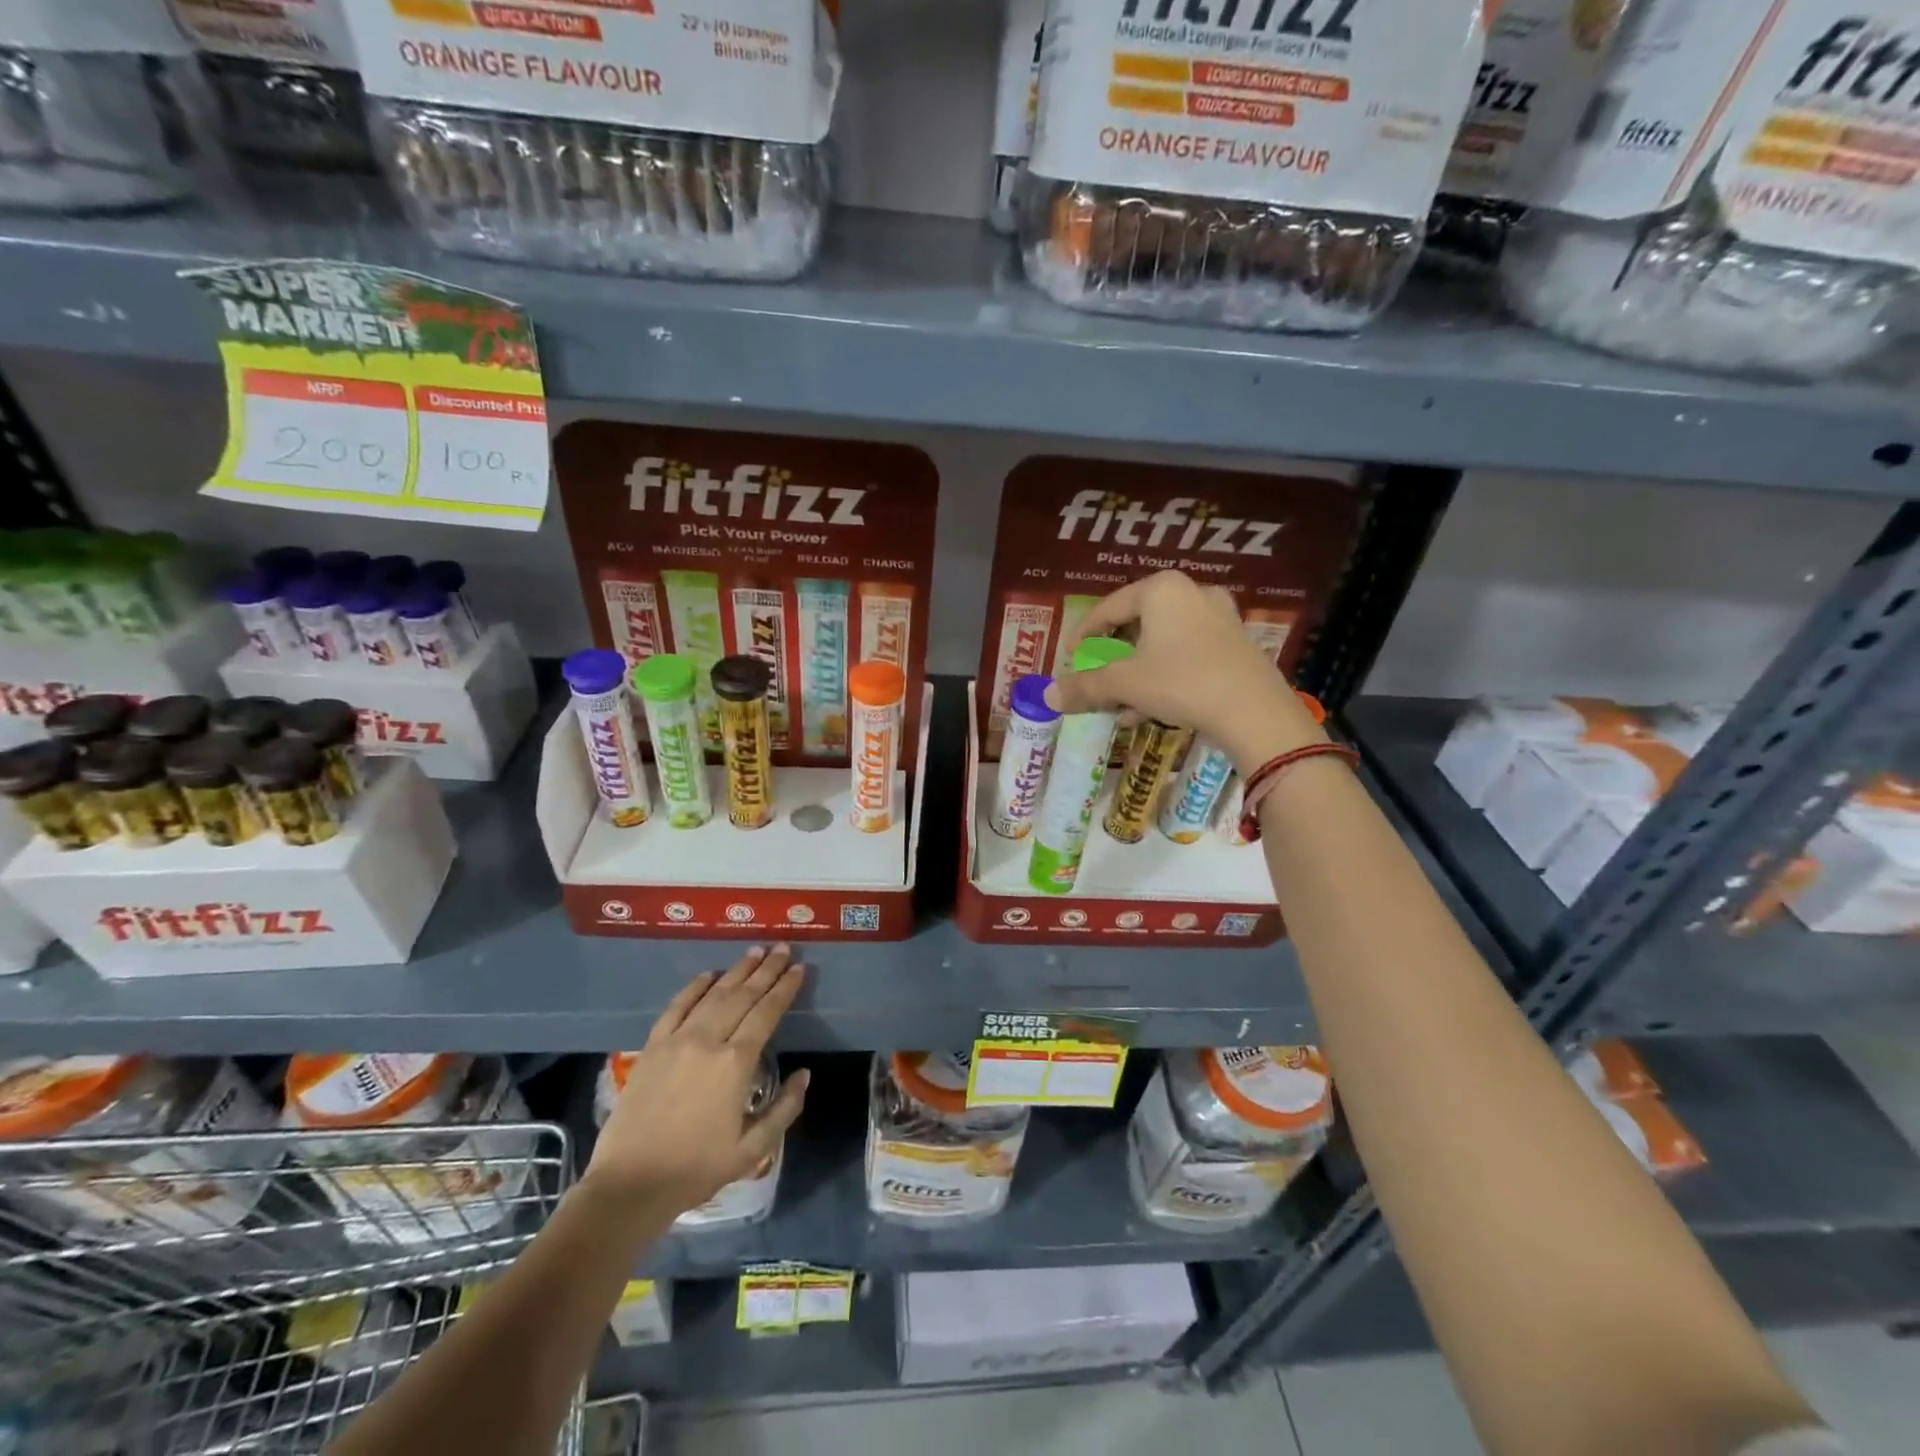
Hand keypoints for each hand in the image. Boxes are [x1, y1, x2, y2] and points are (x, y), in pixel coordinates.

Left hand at [586, 945, 809, 1213]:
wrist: (631, 1185)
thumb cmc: (697, 1168)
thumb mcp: (753, 1149)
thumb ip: (785, 1108)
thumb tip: (805, 1074)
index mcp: (736, 1063)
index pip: (767, 1013)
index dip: (785, 988)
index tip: (799, 968)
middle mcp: (708, 1041)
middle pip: (743, 996)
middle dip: (767, 970)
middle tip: (783, 948)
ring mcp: (677, 1040)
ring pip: (713, 995)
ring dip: (737, 971)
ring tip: (755, 952)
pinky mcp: (652, 1047)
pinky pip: (676, 1007)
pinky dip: (694, 987)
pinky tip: (708, 975)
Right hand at [1044, 571, 1325, 772]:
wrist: (1255, 712)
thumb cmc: (1182, 682)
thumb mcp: (1125, 684)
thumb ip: (1085, 687)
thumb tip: (1048, 696)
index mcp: (1162, 589)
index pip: (1109, 608)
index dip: (1084, 634)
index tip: (1070, 657)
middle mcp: (1192, 593)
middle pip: (1137, 624)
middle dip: (1113, 656)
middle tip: (1097, 676)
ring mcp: (1220, 617)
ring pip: (1163, 643)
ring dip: (1137, 672)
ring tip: (1120, 703)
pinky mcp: (1237, 644)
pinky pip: (1187, 654)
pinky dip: (1164, 676)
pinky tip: (1150, 709)